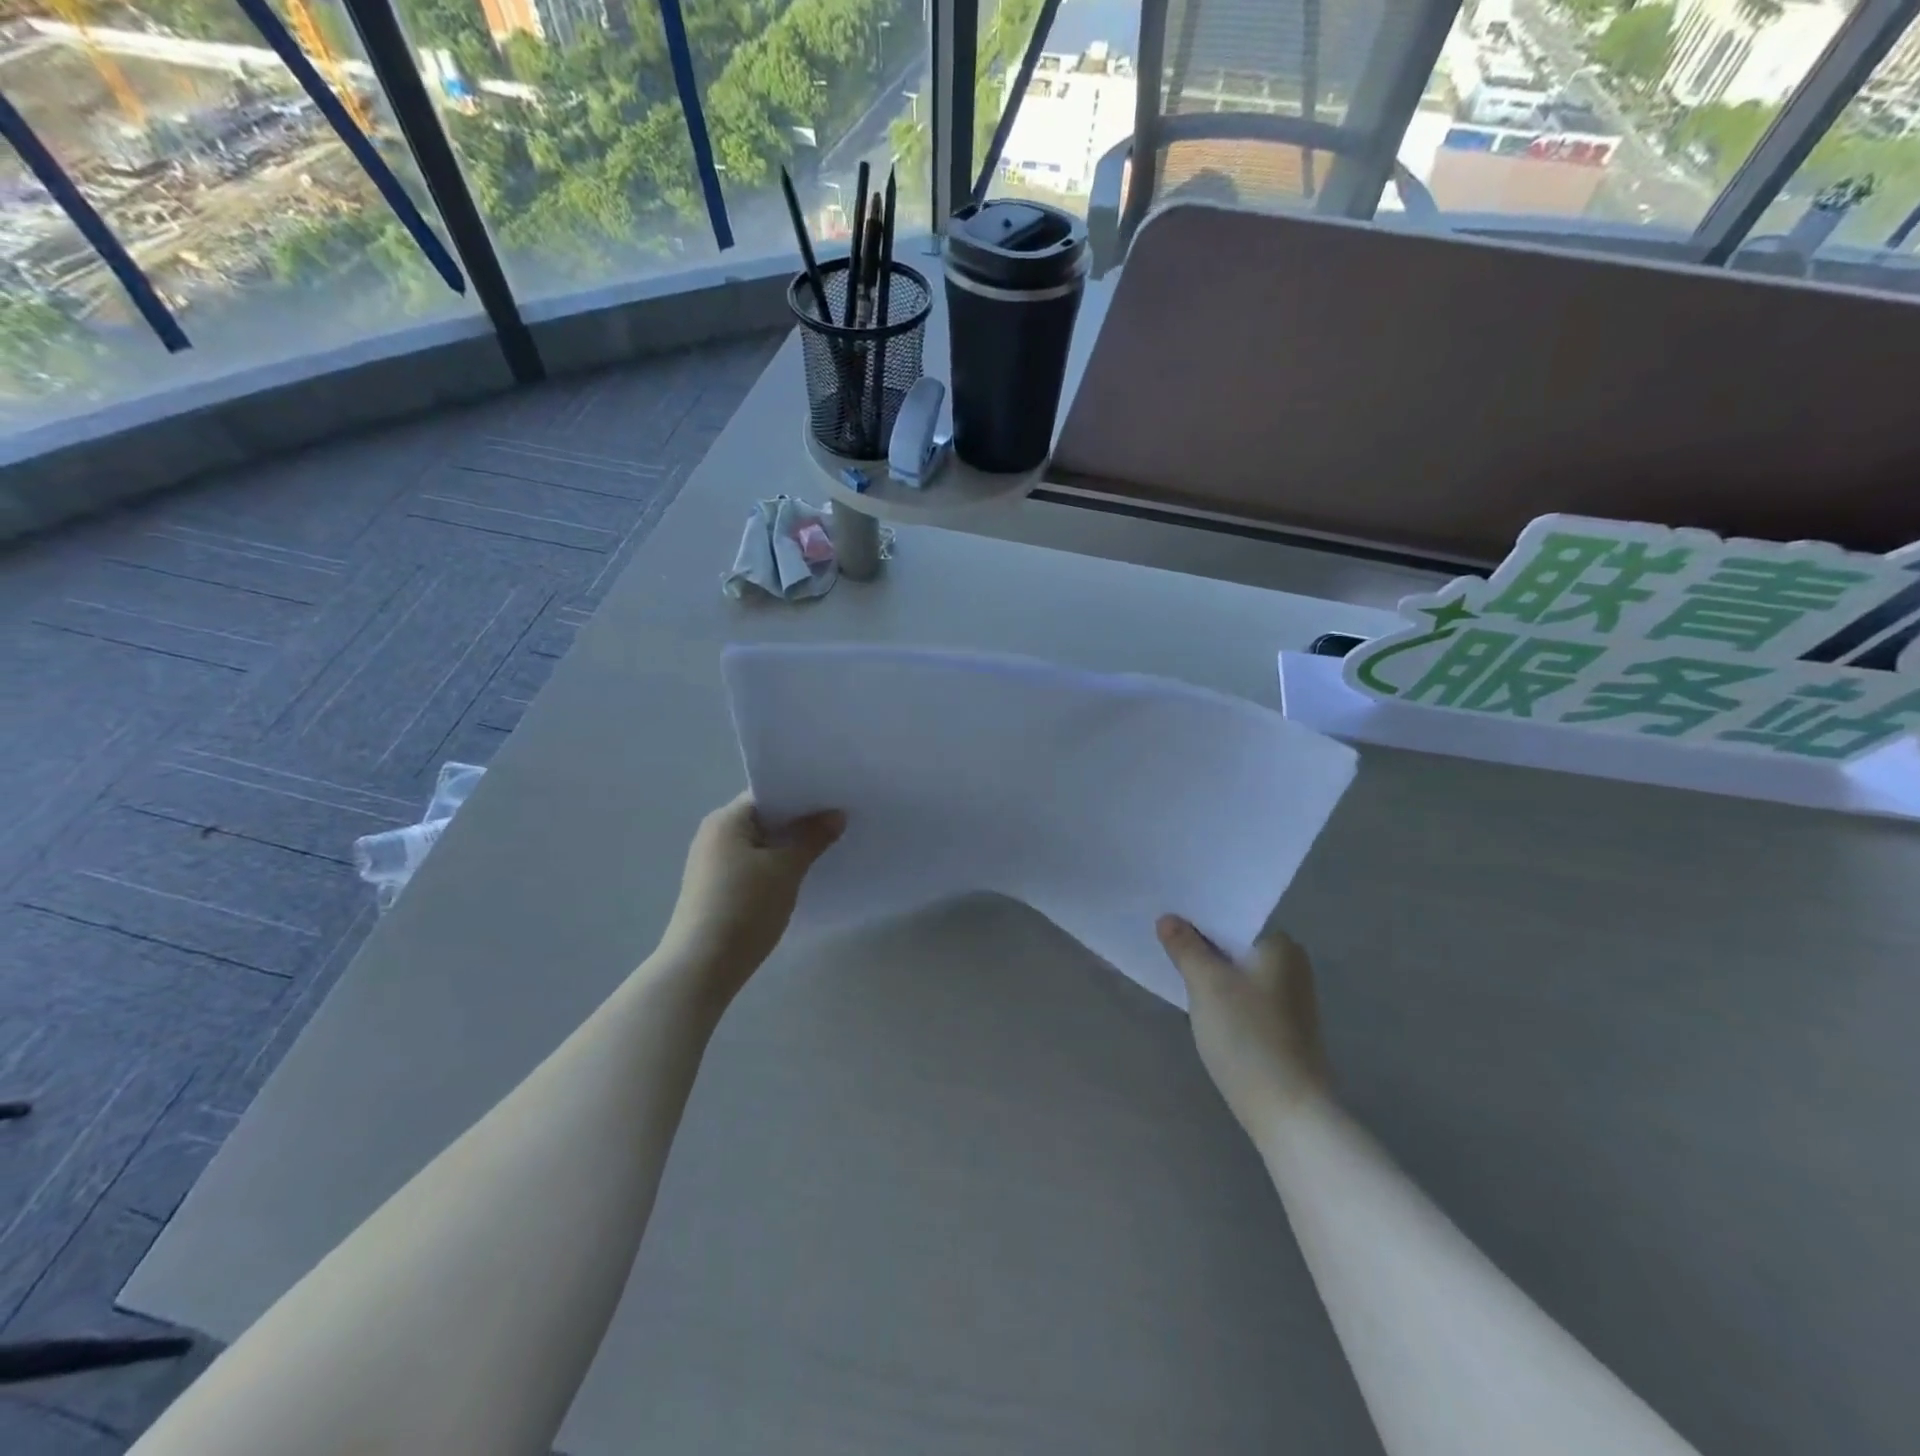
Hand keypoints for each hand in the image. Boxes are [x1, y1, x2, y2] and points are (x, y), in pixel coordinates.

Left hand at [660, 793, 844, 1001]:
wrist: (702, 967)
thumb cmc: (744, 907)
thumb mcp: (786, 869)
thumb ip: (812, 838)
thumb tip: (836, 814)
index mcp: (726, 820)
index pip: (768, 794)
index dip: (802, 795)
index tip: (834, 799)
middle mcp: (714, 835)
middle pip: (764, 818)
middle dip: (799, 822)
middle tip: (839, 822)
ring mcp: (712, 864)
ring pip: (760, 844)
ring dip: (789, 846)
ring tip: (827, 847)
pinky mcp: (716, 890)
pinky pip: (753, 866)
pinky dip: (776, 866)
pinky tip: (800, 876)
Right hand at [1157, 916, 1330, 1138]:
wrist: (1287, 1110)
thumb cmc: (1247, 1035)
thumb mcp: (1206, 984)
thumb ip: (1185, 947)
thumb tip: (1168, 919)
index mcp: (1281, 945)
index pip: (1232, 918)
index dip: (1198, 918)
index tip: (1167, 920)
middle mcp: (1293, 965)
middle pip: (1235, 945)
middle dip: (1203, 945)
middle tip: (1165, 943)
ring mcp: (1292, 999)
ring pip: (1239, 972)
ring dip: (1212, 972)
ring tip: (1177, 970)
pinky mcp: (1286, 1027)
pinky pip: (1246, 996)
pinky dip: (1225, 996)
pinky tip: (1203, 1005)